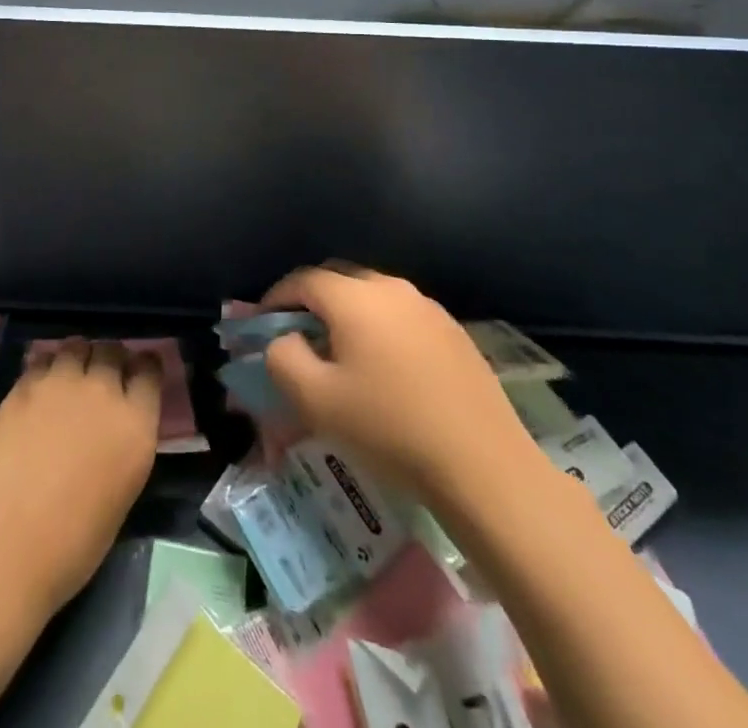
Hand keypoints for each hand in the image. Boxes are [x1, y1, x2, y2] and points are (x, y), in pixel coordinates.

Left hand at [0, 340, 163, 613]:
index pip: (149, 371)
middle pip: (112, 350)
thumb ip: (125, 444)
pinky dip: (46, 367)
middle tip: (102, 376)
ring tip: (70, 375)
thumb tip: (116, 426)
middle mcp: (103, 391)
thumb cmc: (75, 542)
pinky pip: (42, 359)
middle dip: (111, 358)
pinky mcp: (25, 384)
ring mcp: (61, 382)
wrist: (9, 542)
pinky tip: (40, 387)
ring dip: (78, 357)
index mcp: (136, 424)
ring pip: (76, 345)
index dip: (144, 367)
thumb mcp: (123, 491)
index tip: (139, 372)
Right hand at [261, 266, 543, 514]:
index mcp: (354, 297)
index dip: (275, 298)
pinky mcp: (454, 333)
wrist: (484, 467)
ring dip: (347, 315)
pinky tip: (385, 369)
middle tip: (298, 336)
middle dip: (311, 301)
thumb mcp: (315, 400)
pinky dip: (380, 329)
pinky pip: (402, 317)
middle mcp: (391, 288)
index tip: (263, 325)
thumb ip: (283, 358)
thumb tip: (285, 339)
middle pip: (338, 279)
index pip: (302, 279)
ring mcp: (428, 308)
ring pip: (372, 297)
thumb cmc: (389, 429)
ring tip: (341, 354)